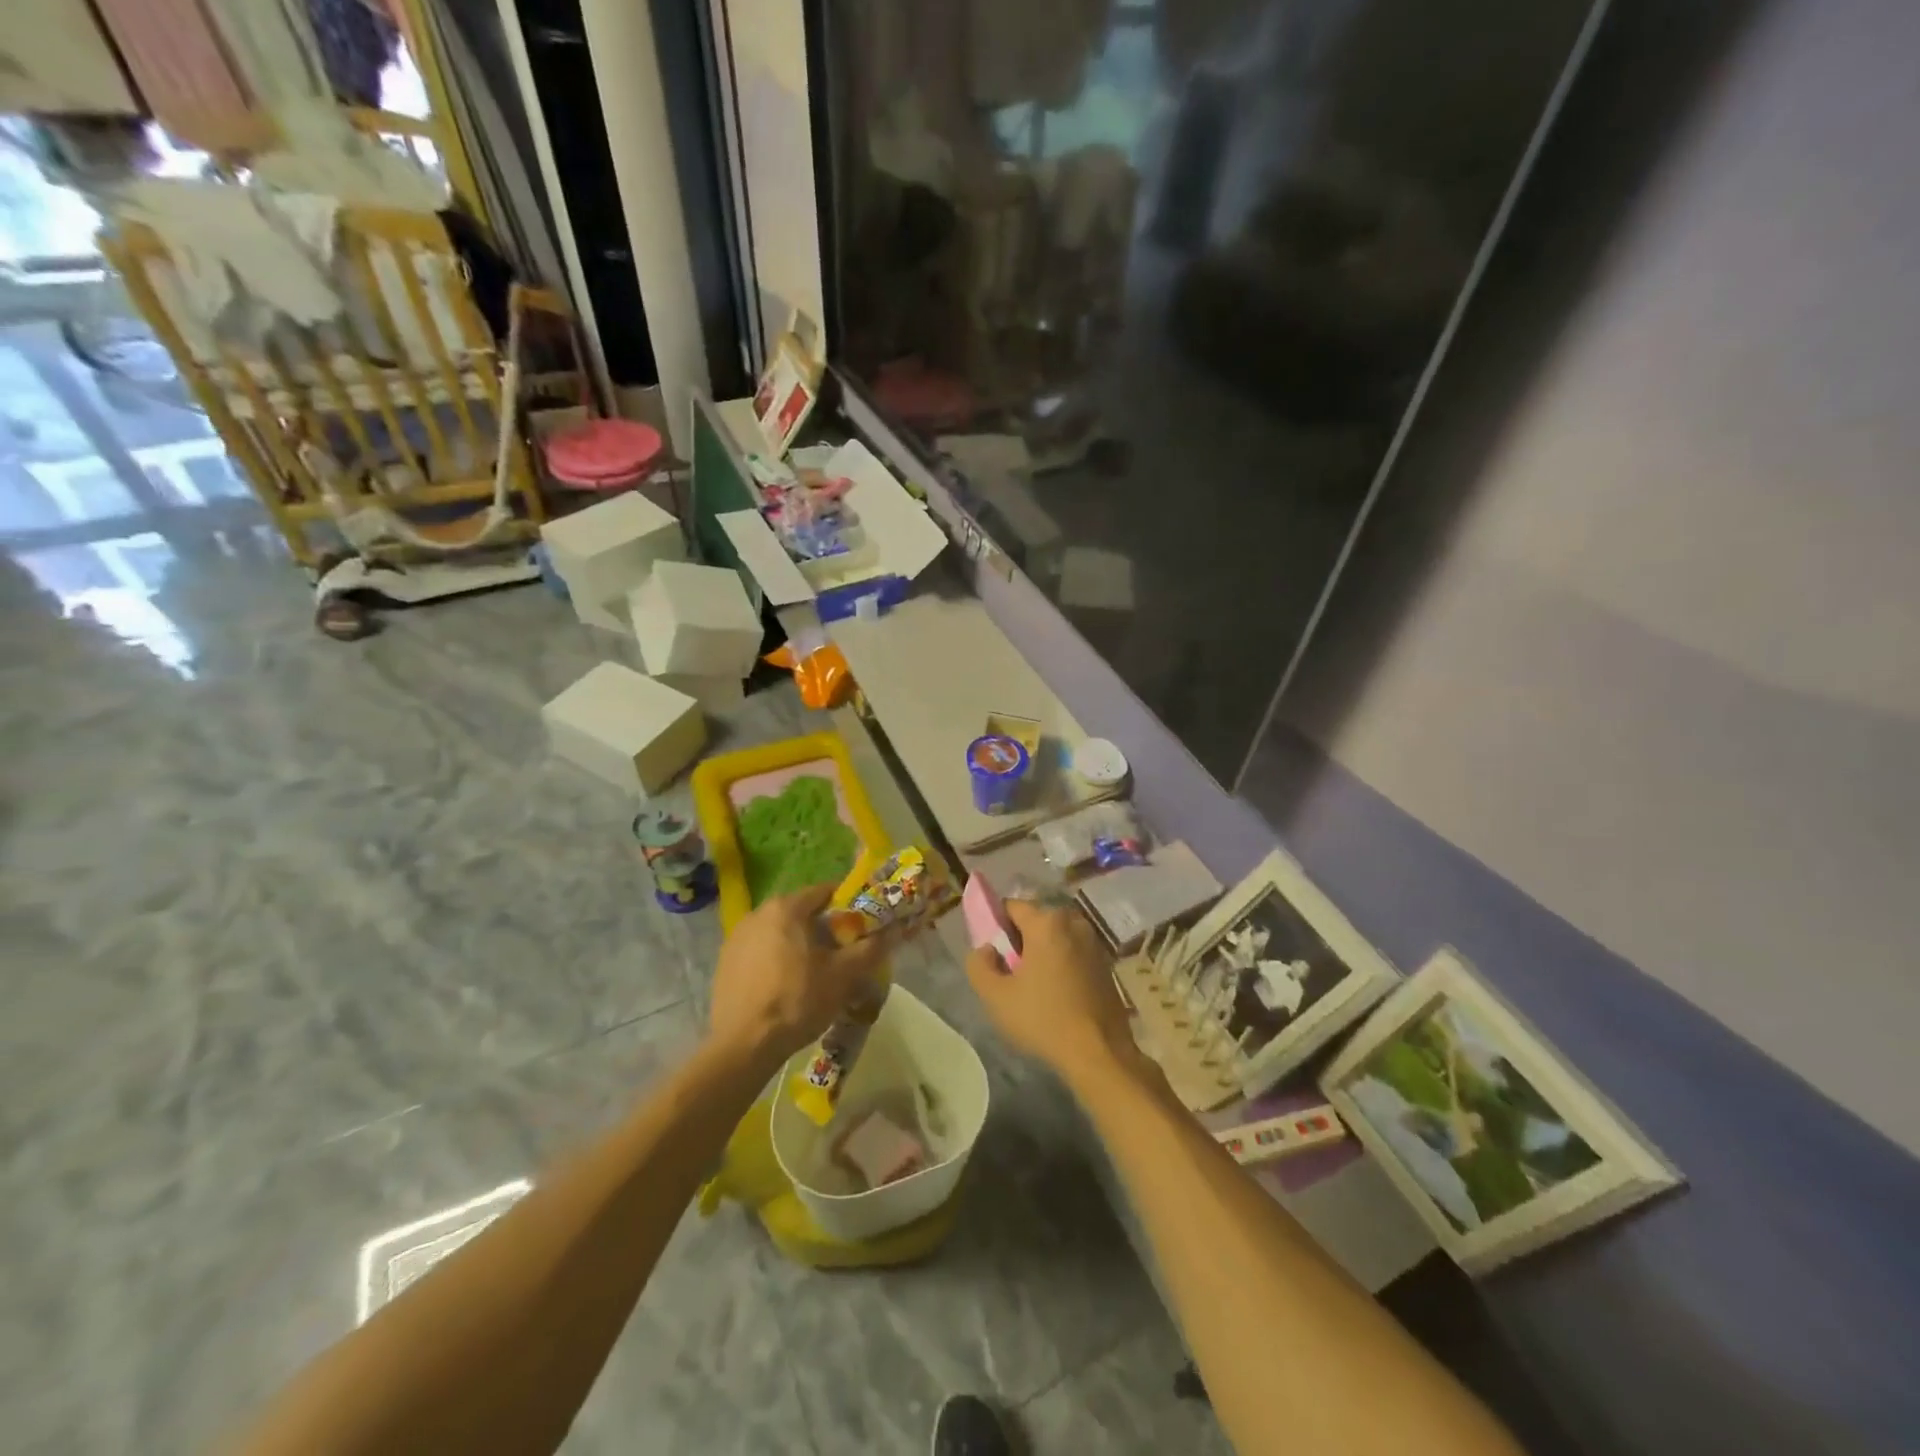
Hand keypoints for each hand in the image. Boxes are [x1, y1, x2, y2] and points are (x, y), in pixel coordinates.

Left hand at [707, 882, 897, 1072]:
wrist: (743, 1045)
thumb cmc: (797, 1000)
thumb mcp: (843, 975)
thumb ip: (870, 949)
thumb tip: (893, 932)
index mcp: (786, 907)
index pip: (825, 891)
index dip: (849, 906)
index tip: (863, 926)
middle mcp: (757, 914)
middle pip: (801, 912)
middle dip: (824, 929)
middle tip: (844, 953)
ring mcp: (736, 938)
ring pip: (780, 933)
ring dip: (800, 945)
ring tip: (817, 974)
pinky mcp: (725, 964)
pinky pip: (760, 952)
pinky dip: (777, 961)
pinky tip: (786, 987)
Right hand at [965, 899, 1136, 1083]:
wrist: (1099, 1053)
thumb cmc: (1043, 1019)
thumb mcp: (995, 996)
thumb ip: (979, 964)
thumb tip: (987, 949)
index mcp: (1046, 922)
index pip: (1011, 906)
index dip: (996, 926)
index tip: (993, 954)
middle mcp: (1073, 922)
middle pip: (1036, 921)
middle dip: (1021, 940)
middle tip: (1012, 973)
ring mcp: (1094, 942)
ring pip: (1057, 937)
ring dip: (1043, 952)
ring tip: (1035, 986)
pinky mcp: (1107, 963)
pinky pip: (1074, 952)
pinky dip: (1062, 963)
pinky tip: (1058, 993)